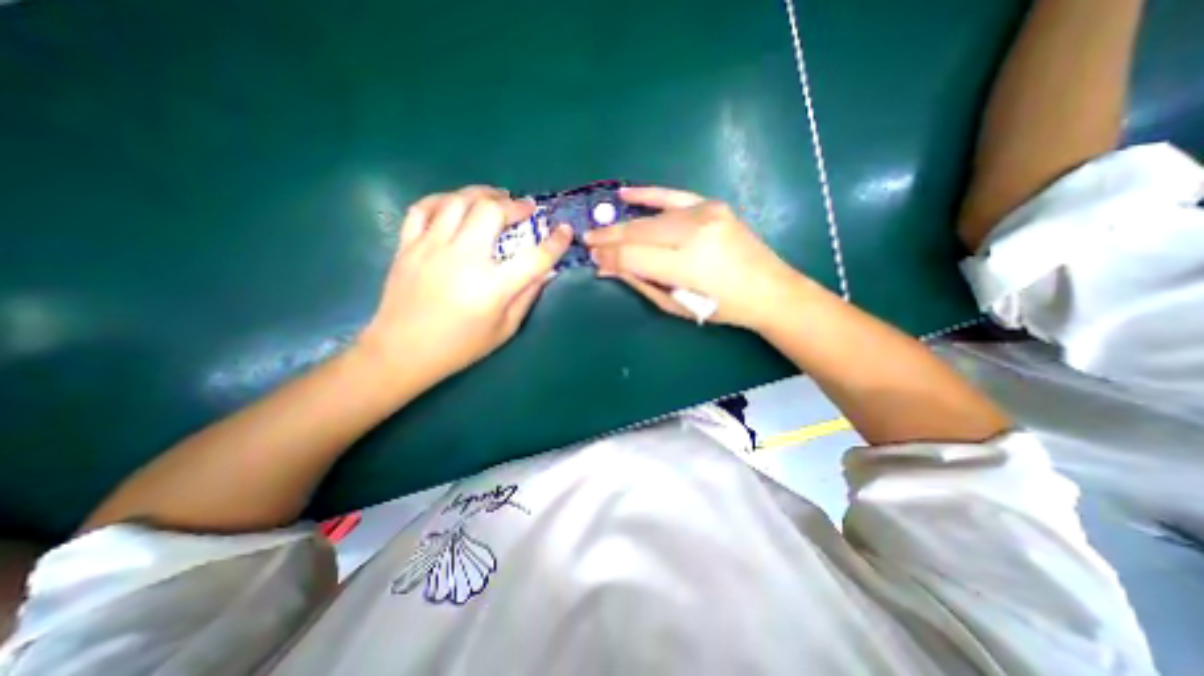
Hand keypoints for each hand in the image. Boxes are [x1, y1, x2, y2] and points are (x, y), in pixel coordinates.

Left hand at [356, 185, 570, 380]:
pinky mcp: (408, 245)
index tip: (565, 230)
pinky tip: (455, 205)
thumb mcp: (504, 329)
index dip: (556, 242)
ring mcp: (431, 248)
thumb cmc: (460, 347)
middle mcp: (463, 258)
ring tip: (495, 197)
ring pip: (458, 201)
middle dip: (515, 205)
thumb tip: (545, 272)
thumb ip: (527, 297)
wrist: (402, 352)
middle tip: (525, 209)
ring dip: (482, 193)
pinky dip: (443, 200)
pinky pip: (423, 208)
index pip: (535, 257)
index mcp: (492, 286)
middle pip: (491, 211)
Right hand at [587, 186, 808, 330]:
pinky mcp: (712, 205)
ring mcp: (705, 214)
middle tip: (587, 240)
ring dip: (623, 225)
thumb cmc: (722, 307)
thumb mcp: (676, 305)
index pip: (632, 256)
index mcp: (686, 265)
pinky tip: (625, 194)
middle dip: (609, 238)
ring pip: (651, 218)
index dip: (608, 256)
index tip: (591, 257)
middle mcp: (694, 233)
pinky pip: (673, 195)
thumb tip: (606, 268)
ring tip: (602, 231)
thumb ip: (640, 282)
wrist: (769, 289)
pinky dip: (648, 194)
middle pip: (638, 232)